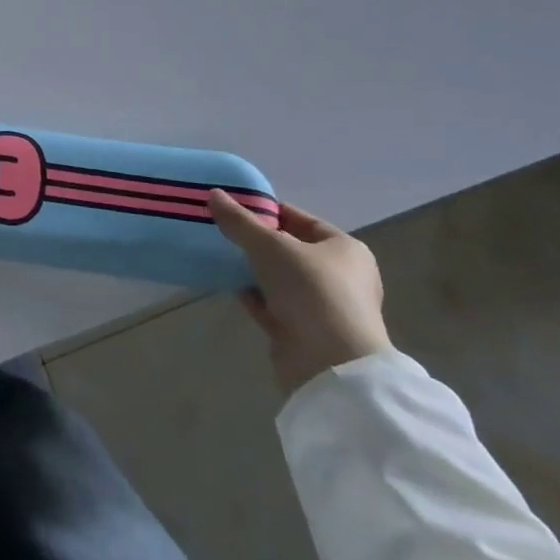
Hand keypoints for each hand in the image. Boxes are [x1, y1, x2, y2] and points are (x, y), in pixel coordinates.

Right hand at [208, 192, 389, 395]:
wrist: (330, 365)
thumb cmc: (311, 291)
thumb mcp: (270, 246)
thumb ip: (240, 221)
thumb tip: (214, 194)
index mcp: (345, 250)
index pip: (301, 220)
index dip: (268, 211)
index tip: (233, 207)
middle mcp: (339, 277)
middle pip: (289, 250)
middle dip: (256, 241)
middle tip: (221, 230)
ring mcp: (322, 307)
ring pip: (279, 279)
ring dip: (251, 269)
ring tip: (218, 253)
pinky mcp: (303, 332)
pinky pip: (272, 304)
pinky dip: (252, 295)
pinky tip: (226, 283)